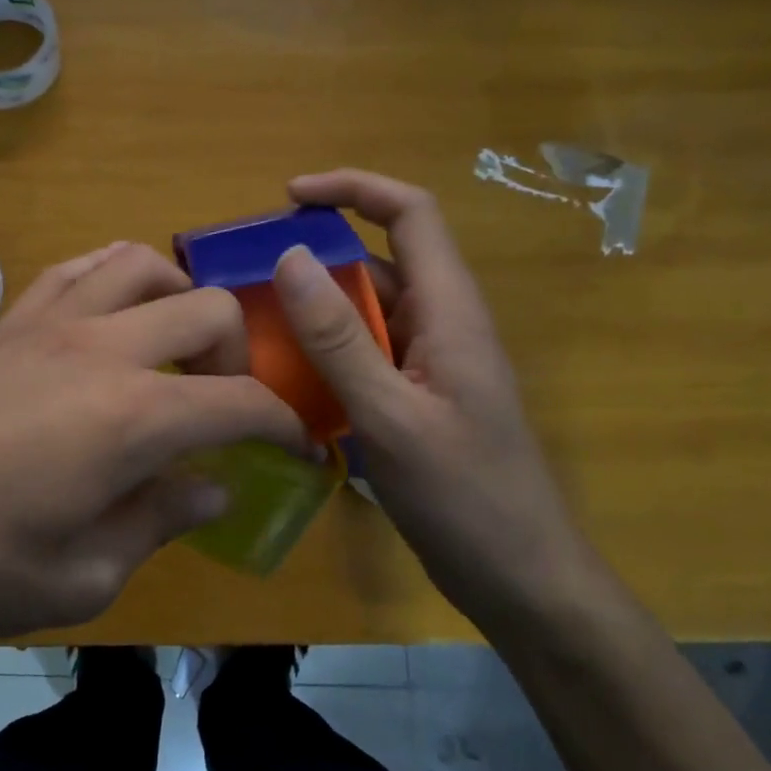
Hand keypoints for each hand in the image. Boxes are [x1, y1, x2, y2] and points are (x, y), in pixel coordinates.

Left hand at [0, 243, 306, 664]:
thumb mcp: (79, 579)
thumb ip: (157, 523)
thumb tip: (209, 489)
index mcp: (132, 417)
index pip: (242, 403)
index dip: (285, 427)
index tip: (299, 454)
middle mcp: (102, 348)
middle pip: (207, 309)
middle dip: (239, 355)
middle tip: (223, 408)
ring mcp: (49, 321)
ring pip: (142, 262)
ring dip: (178, 299)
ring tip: (171, 351)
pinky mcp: (6, 321)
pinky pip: (77, 268)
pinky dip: (115, 279)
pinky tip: (109, 321)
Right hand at [271, 169, 596, 629]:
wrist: (522, 582)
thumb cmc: (466, 498)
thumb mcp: (392, 417)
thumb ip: (339, 339)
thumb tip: (289, 257)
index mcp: (450, 310)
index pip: (411, 213)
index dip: (354, 188)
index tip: (291, 196)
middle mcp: (441, 322)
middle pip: (379, 258)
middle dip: (316, 252)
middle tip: (248, 269)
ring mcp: (429, 361)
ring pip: (366, 309)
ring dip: (314, 306)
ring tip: (251, 319)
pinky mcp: (415, 395)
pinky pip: (364, 352)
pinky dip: (323, 349)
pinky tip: (282, 374)